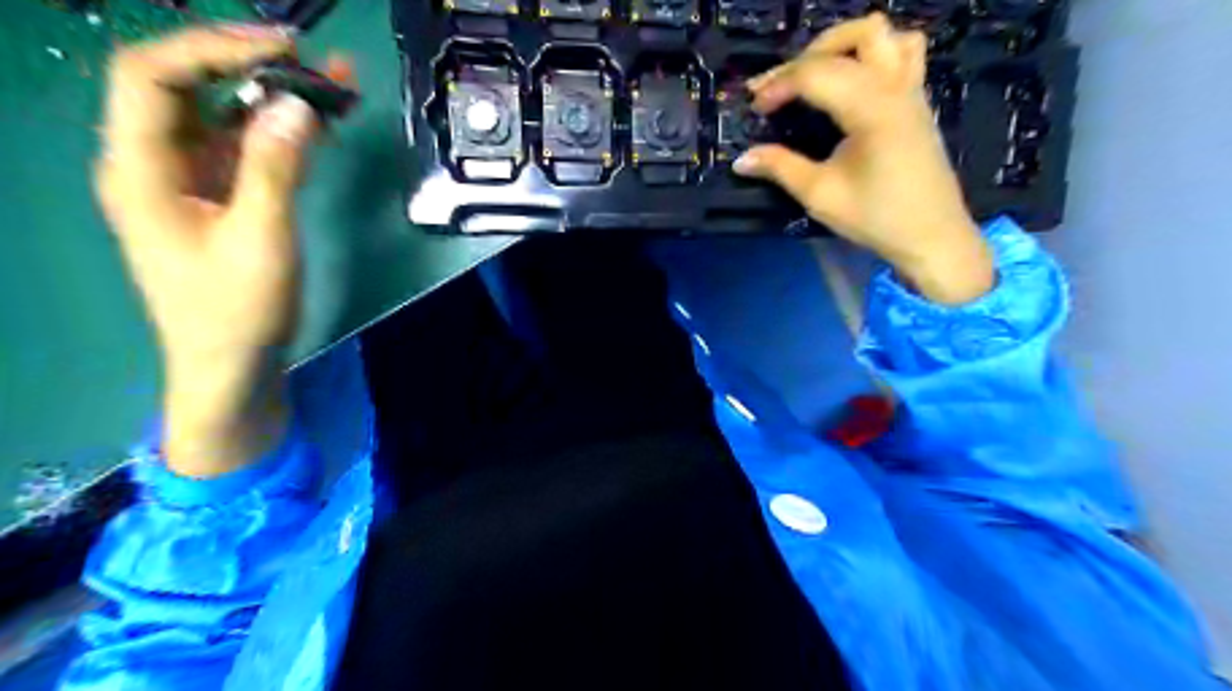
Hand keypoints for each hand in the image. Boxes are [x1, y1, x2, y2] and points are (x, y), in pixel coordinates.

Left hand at [96, 23, 320, 475]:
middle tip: (313, 60)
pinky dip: (280, 131)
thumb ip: (275, 167)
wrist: (231, 365)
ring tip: (332, 84)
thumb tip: (297, 104)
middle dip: (248, 64)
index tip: (283, 47)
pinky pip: (245, 147)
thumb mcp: (260, 239)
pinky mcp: (219, 197)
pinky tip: (319, 124)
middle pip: (187, 86)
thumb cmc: (237, 310)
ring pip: (222, 115)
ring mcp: (187, 179)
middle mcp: (153, 162)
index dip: (213, 46)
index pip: (153, 74)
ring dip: (272, 95)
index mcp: (139, 167)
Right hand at [736, 11, 994, 305]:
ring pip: (884, 34)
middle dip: (806, 57)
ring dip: (844, 44)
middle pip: (852, 38)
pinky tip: (851, 81)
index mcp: (872, 108)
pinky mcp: (917, 100)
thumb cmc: (876, 217)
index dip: (779, 84)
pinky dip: (873, 53)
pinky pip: (903, 51)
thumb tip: (742, 159)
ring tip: (815, 72)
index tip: (755, 107)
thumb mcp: (821, 195)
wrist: (931, 236)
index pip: (817, 73)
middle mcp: (895, 87)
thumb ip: (781, 168)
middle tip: (779, 87)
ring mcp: (912, 89)